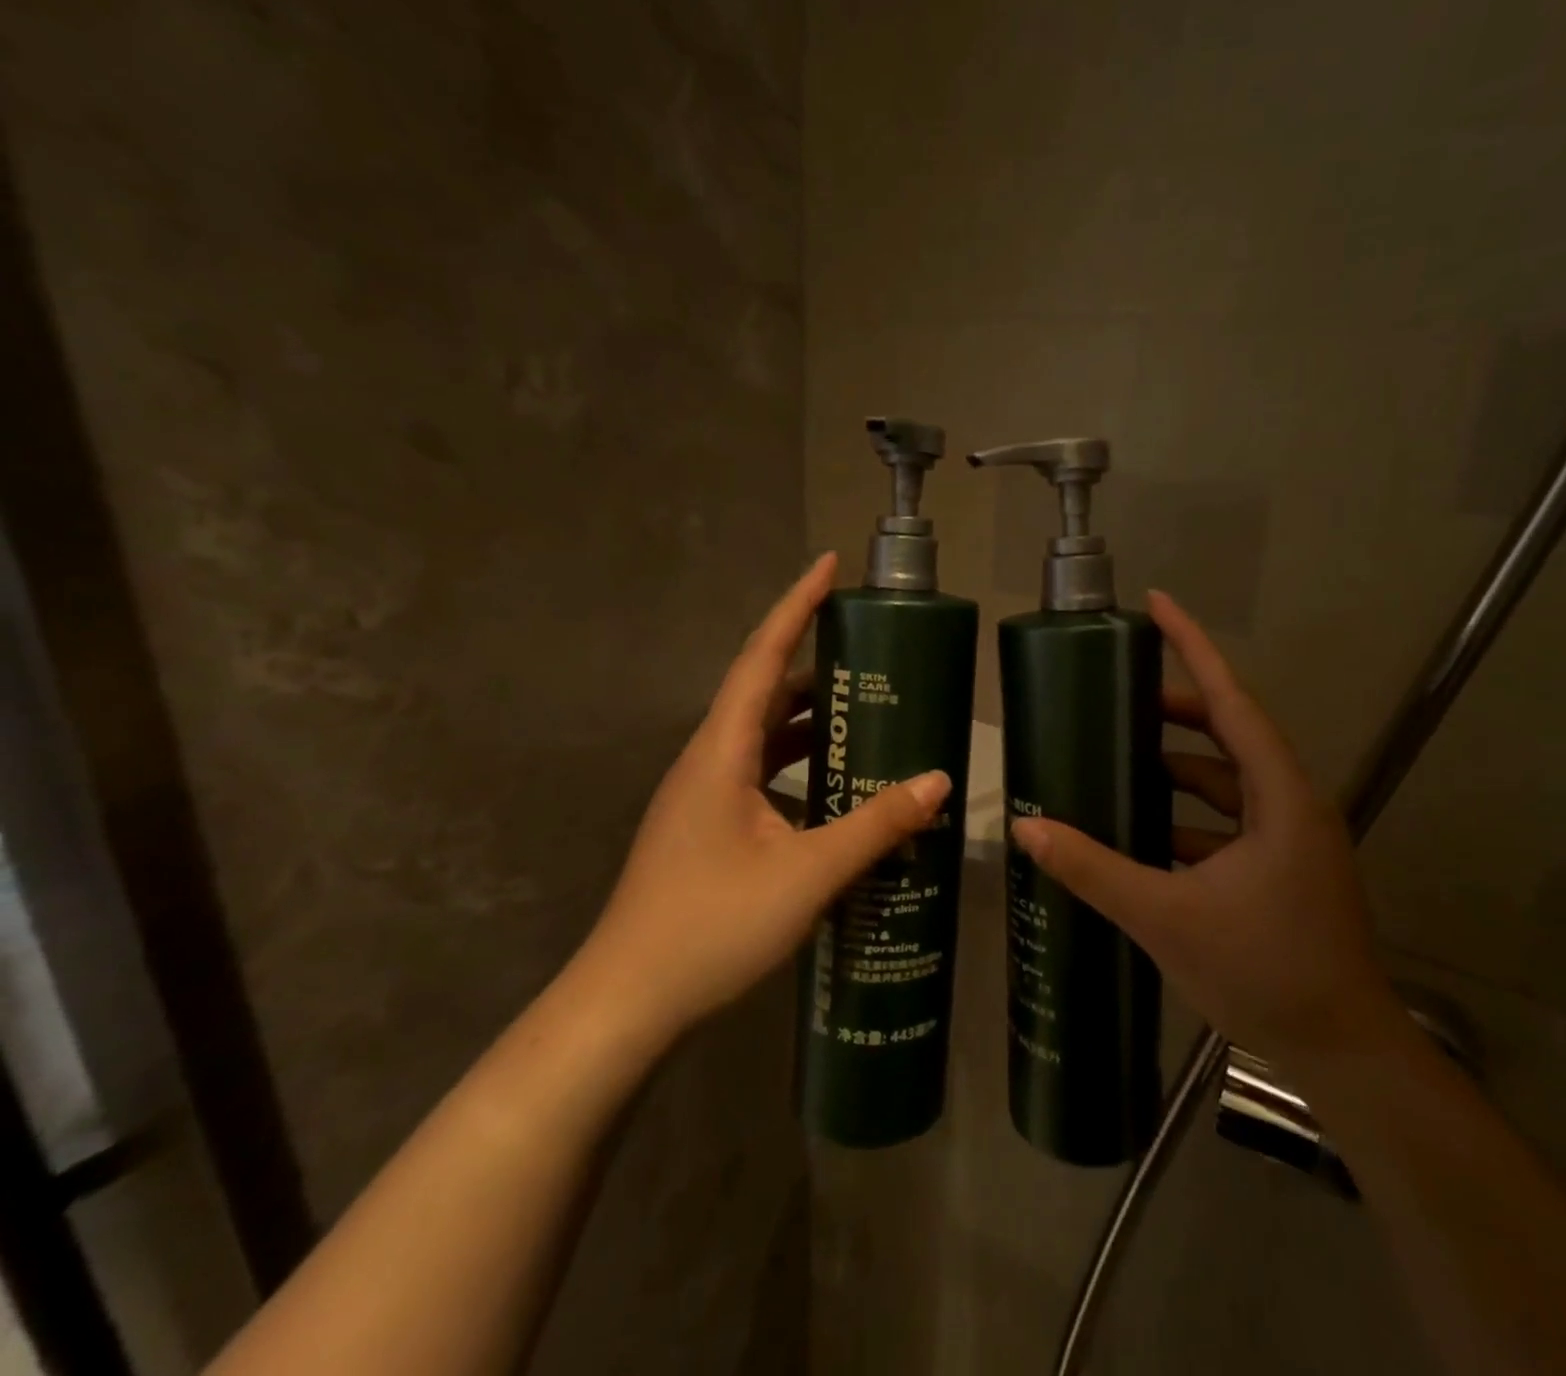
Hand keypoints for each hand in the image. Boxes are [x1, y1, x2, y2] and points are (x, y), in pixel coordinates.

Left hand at [570, 554, 951, 1052]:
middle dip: (814, 662)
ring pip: (761, 736)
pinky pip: (759, 773)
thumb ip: (875, 826)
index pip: (763, 657)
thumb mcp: (808, 873)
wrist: (627, 1001)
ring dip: (808, 720)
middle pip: (763, 690)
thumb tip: (937, 782)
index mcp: (722, 751)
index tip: (829, 565)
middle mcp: (708, 761)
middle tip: (871, 652)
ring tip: (864, 714)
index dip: (797, 606)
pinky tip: (833, 789)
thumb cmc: (711, 926)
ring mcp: (703, 796)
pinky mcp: (706, 827)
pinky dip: (797, 765)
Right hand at [1009, 590, 1397, 1066]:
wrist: (1343, 1054)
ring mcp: (1287, 838)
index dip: (1193, 648)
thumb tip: (1028, 829)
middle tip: (1115, 698)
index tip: (1158, 604)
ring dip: (1176, 770)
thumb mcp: (1167, 916)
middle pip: (1227, 733)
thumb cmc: (1265, 971)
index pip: (1231, 700)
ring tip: (1116, 761)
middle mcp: (1289, 803)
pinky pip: (1225, 821)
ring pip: (1225, 782)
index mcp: (1278, 795)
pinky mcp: (1279, 869)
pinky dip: (1184, 817)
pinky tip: (1140, 831)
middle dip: (1173, 711)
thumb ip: (1094, 869)